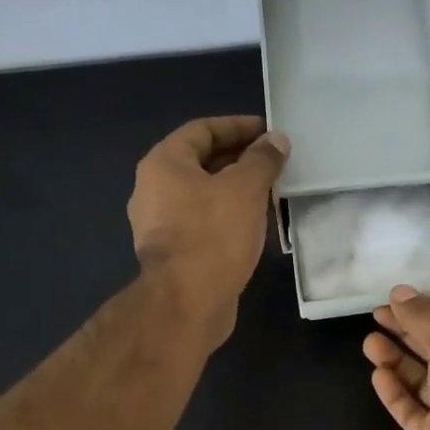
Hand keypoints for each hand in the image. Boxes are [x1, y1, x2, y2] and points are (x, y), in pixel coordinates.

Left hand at [129, 116, 288, 344]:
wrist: (187, 303)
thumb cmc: (213, 235)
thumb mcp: (245, 189)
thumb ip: (262, 160)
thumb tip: (276, 140)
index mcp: (164, 164)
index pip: (202, 130)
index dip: (237, 127)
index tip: (269, 132)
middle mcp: (153, 190)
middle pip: (201, 163)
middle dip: (239, 160)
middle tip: (274, 163)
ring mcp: (160, 226)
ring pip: (203, 196)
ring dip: (235, 191)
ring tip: (270, 194)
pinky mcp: (173, 255)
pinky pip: (203, 224)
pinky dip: (228, 218)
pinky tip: (254, 226)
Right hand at [363, 287, 429, 429]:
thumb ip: (423, 319)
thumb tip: (399, 292)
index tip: (399, 298)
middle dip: (409, 331)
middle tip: (375, 316)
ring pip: (422, 380)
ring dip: (397, 360)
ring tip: (370, 344)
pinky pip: (413, 410)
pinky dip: (396, 392)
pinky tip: (378, 376)